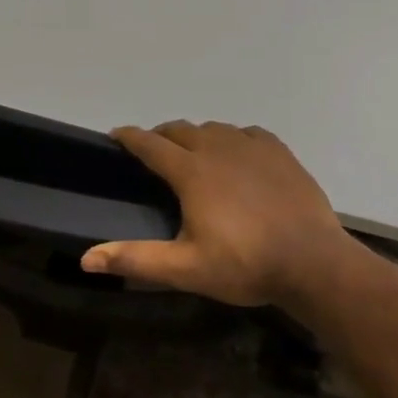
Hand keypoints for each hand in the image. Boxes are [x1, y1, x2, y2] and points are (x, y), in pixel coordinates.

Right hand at [81, 121, 358, 306]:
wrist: (311, 260)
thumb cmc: (244, 264)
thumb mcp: (186, 268)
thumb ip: (136, 260)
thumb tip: (86, 259)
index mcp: (191, 171)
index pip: (150, 144)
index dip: (130, 137)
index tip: (116, 135)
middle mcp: (217, 147)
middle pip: (180, 129)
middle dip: (161, 136)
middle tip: (154, 153)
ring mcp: (250, 145)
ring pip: (213, 129)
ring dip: (196, 137)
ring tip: (194, 156)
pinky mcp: (277, 150)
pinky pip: (246, 133)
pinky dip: (232, 139)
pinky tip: (237, 155)